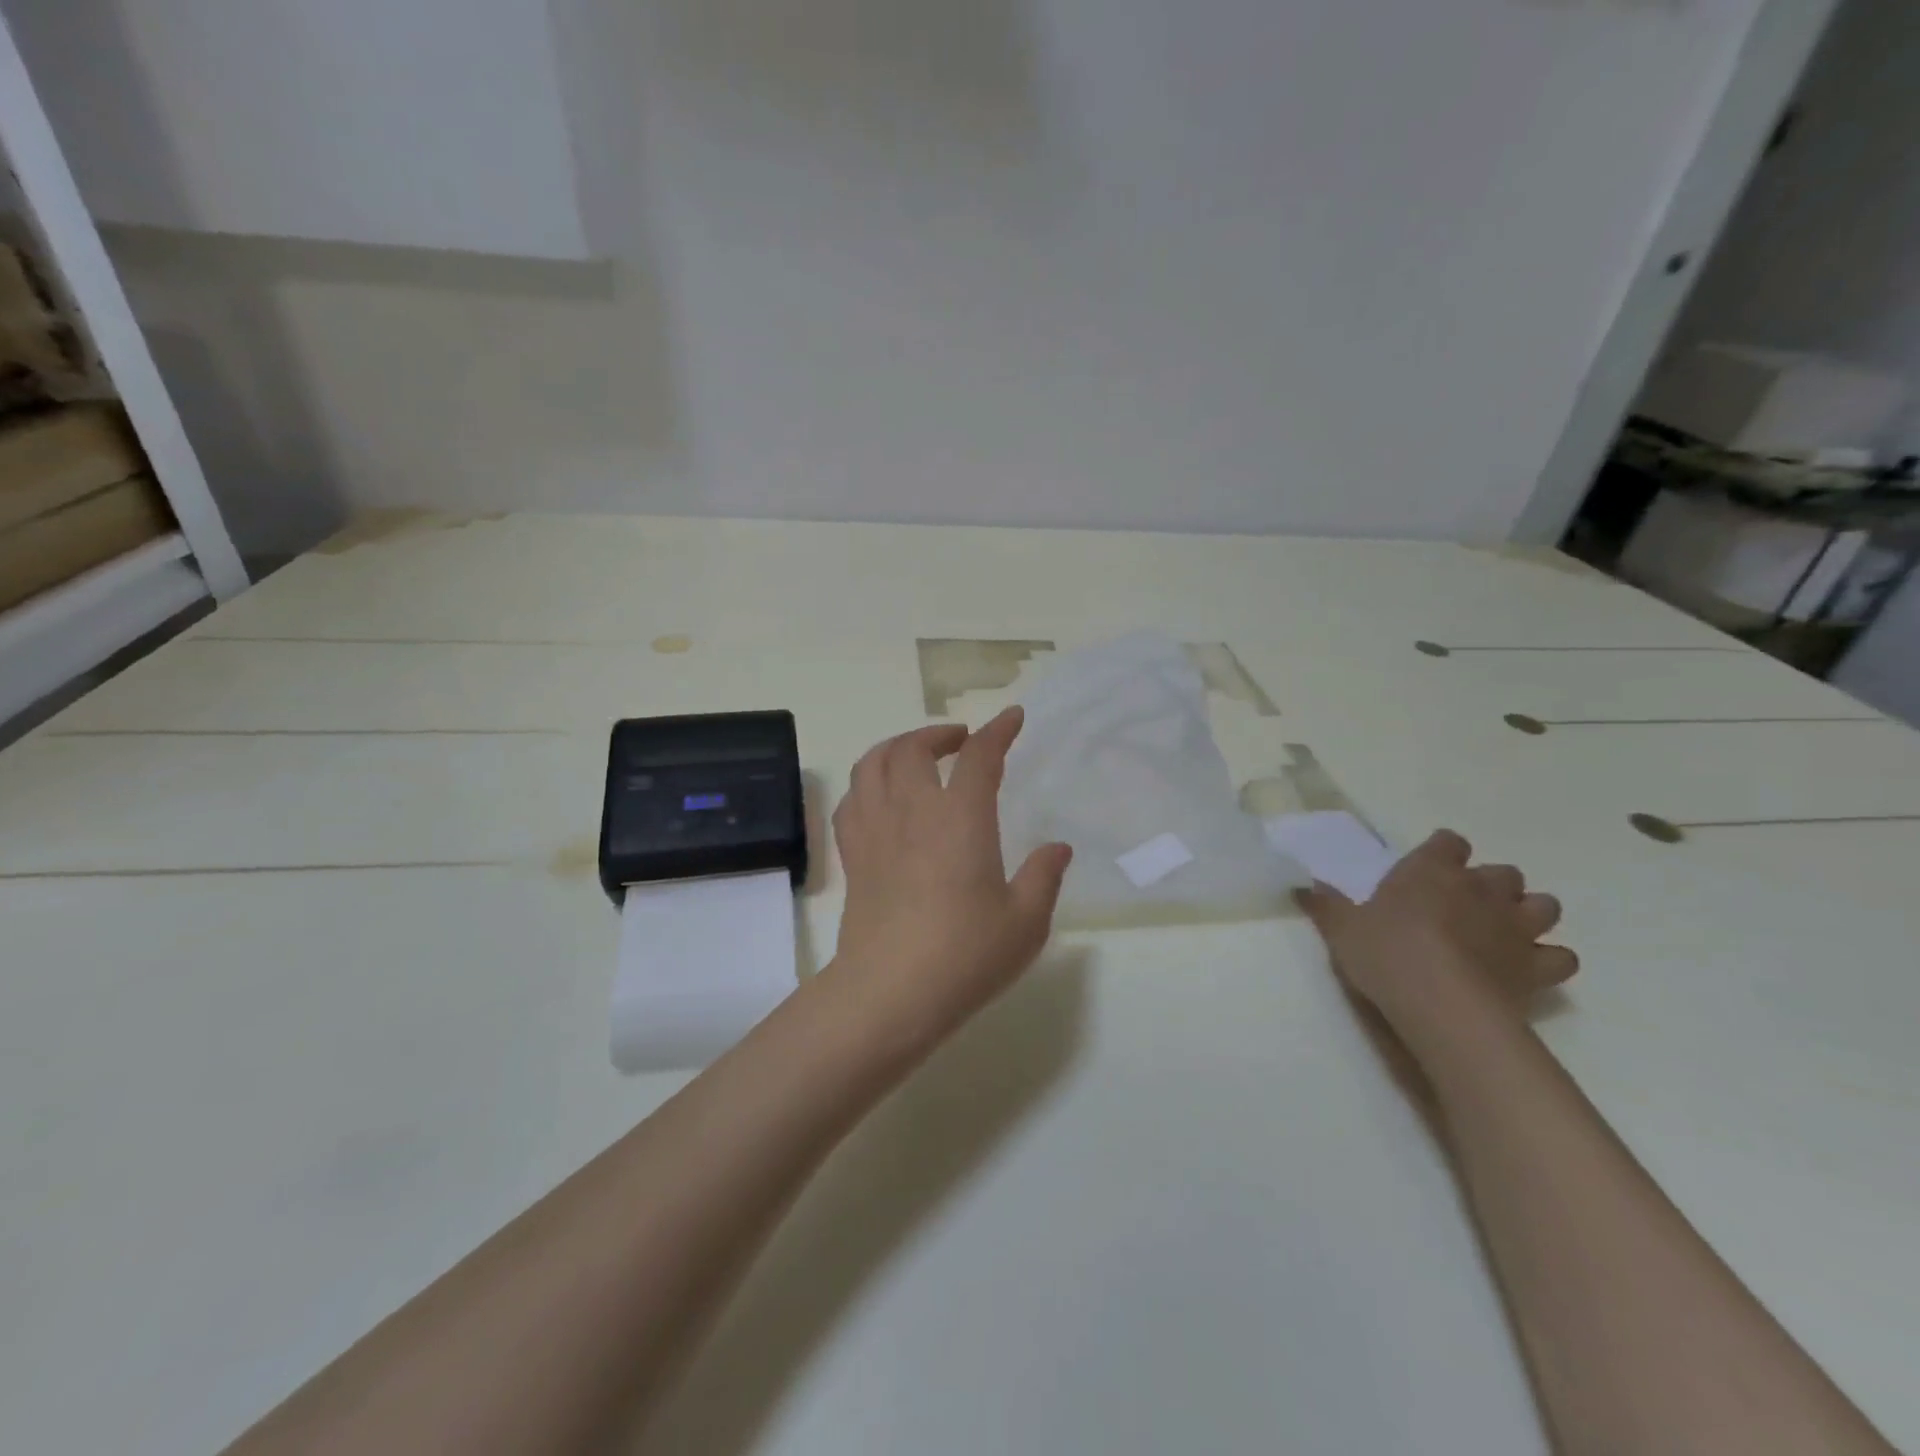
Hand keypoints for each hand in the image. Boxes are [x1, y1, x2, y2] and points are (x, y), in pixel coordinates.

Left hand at [827, 707, 1073, 1051]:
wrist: (889, 994)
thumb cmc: (965, 955)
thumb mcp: (1025, 922)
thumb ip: (1044, 877)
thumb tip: (1057, 848)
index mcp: (960, 818)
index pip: (979, 757)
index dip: (997, 731)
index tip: (1011, 718)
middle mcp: (912, 811)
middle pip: (913, 748)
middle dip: (939, 734)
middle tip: (960, 741)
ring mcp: (875, 831)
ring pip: (873, 764)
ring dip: (896, 747)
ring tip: (916, 756)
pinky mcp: (852, 856)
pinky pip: (851, 801)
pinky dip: (867, 784)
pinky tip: (881, 798)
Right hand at [1298, 830, 1577, 1050]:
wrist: (1441, 1004)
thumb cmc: (1386, 953)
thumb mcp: (1341, 927)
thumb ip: (1327, 905)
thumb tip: (1304, 886)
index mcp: (1432, 871)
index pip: (1449, 842)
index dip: (1441, 852)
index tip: (1428, 868)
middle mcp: (1481, 890)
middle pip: (1502, 872)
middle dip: (1489, 885)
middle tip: (1463, 906)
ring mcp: (1515, 927)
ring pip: (1542, 905)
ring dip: (1527, 914)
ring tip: (1503, 932)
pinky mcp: (1538, 967)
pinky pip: (1560, 956)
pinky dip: (1549, 959)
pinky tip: (1527, 968)